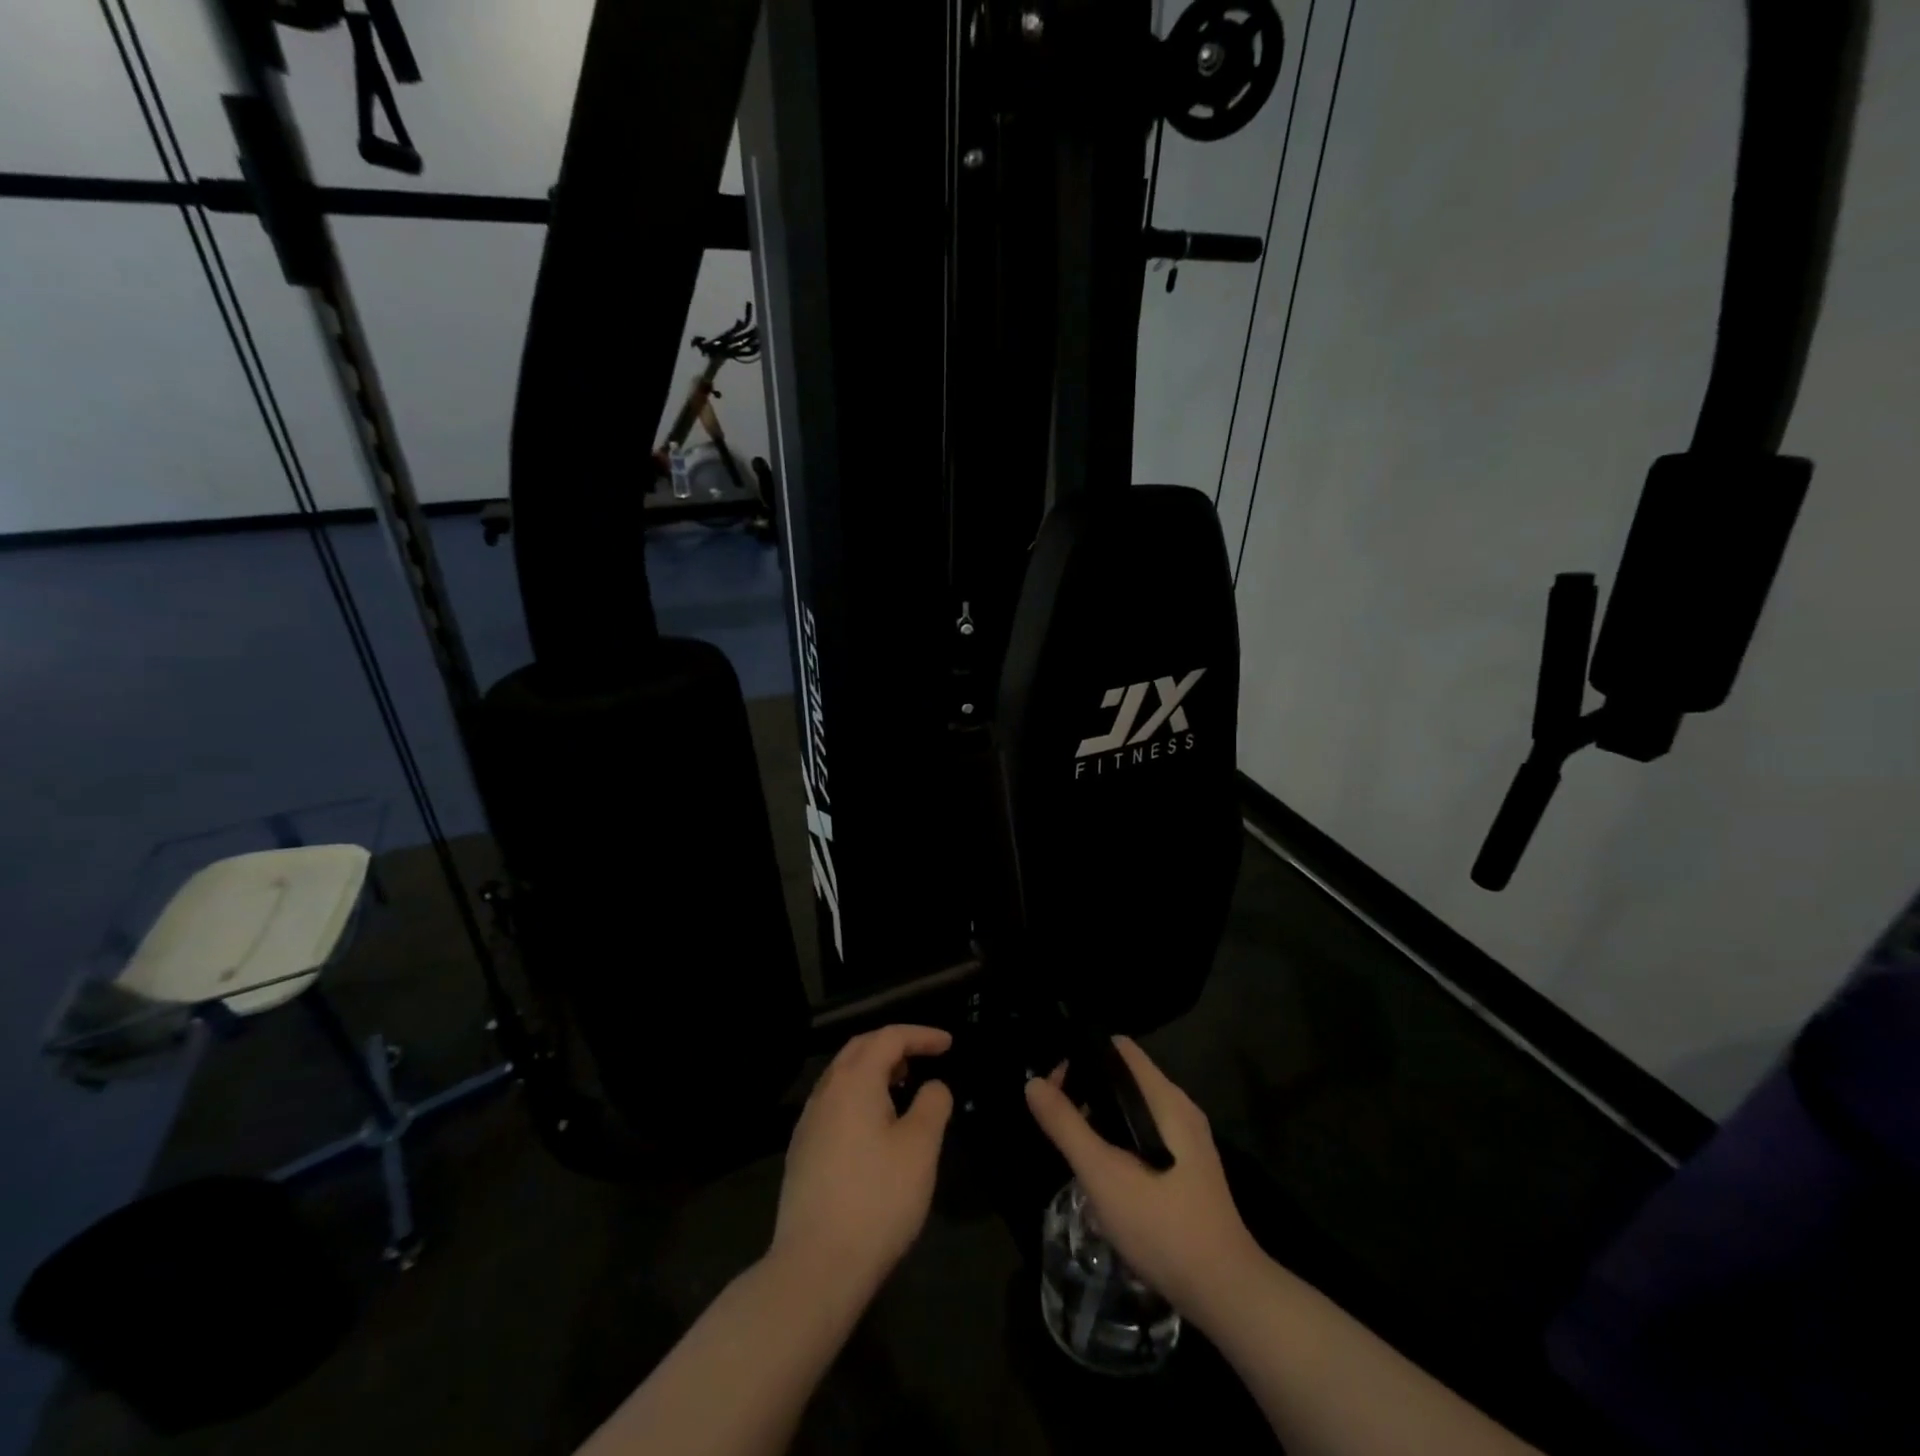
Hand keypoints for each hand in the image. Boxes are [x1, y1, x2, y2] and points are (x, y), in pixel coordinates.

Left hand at [770, 1024, 954, 1296]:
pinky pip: (835, 1103)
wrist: (816, 1266)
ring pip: (843, 1076)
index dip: (921, 1035)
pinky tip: (875, 1125)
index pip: (889, 1037)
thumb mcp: (921, 1148)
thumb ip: (933, 1105)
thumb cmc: (877, 1199)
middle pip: (861, 1049)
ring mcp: (809, 1122)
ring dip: (875, 1070)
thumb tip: (933, 1086)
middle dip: (894, 1045)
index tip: (948, 1044)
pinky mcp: (802, 1151)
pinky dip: (860, 1096)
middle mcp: (826, 1091)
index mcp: (855, 1081)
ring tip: (904, 1087)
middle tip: (924, 1056)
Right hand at [1025, 1036, 1260, 1320]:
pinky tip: (1107, 1176)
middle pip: (1124, 1077)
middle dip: (1088, 1092)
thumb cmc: (1161, 1225)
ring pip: (1134, 1109)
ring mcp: (1189, 1140)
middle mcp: (1180, 1108)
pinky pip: (1147, 1134)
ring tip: (1078, 1151)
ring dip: (1102, 1121)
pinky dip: (1121, 1142)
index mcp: (1165, 1099)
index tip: (1056, 1089)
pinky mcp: (1191, 1168)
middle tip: (1060, 1124)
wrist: (1225, 1293)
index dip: (1082, 1058)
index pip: (1118, 1049)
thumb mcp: (1103, 1175)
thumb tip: (1034, 1083)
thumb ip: (1066, 1126)